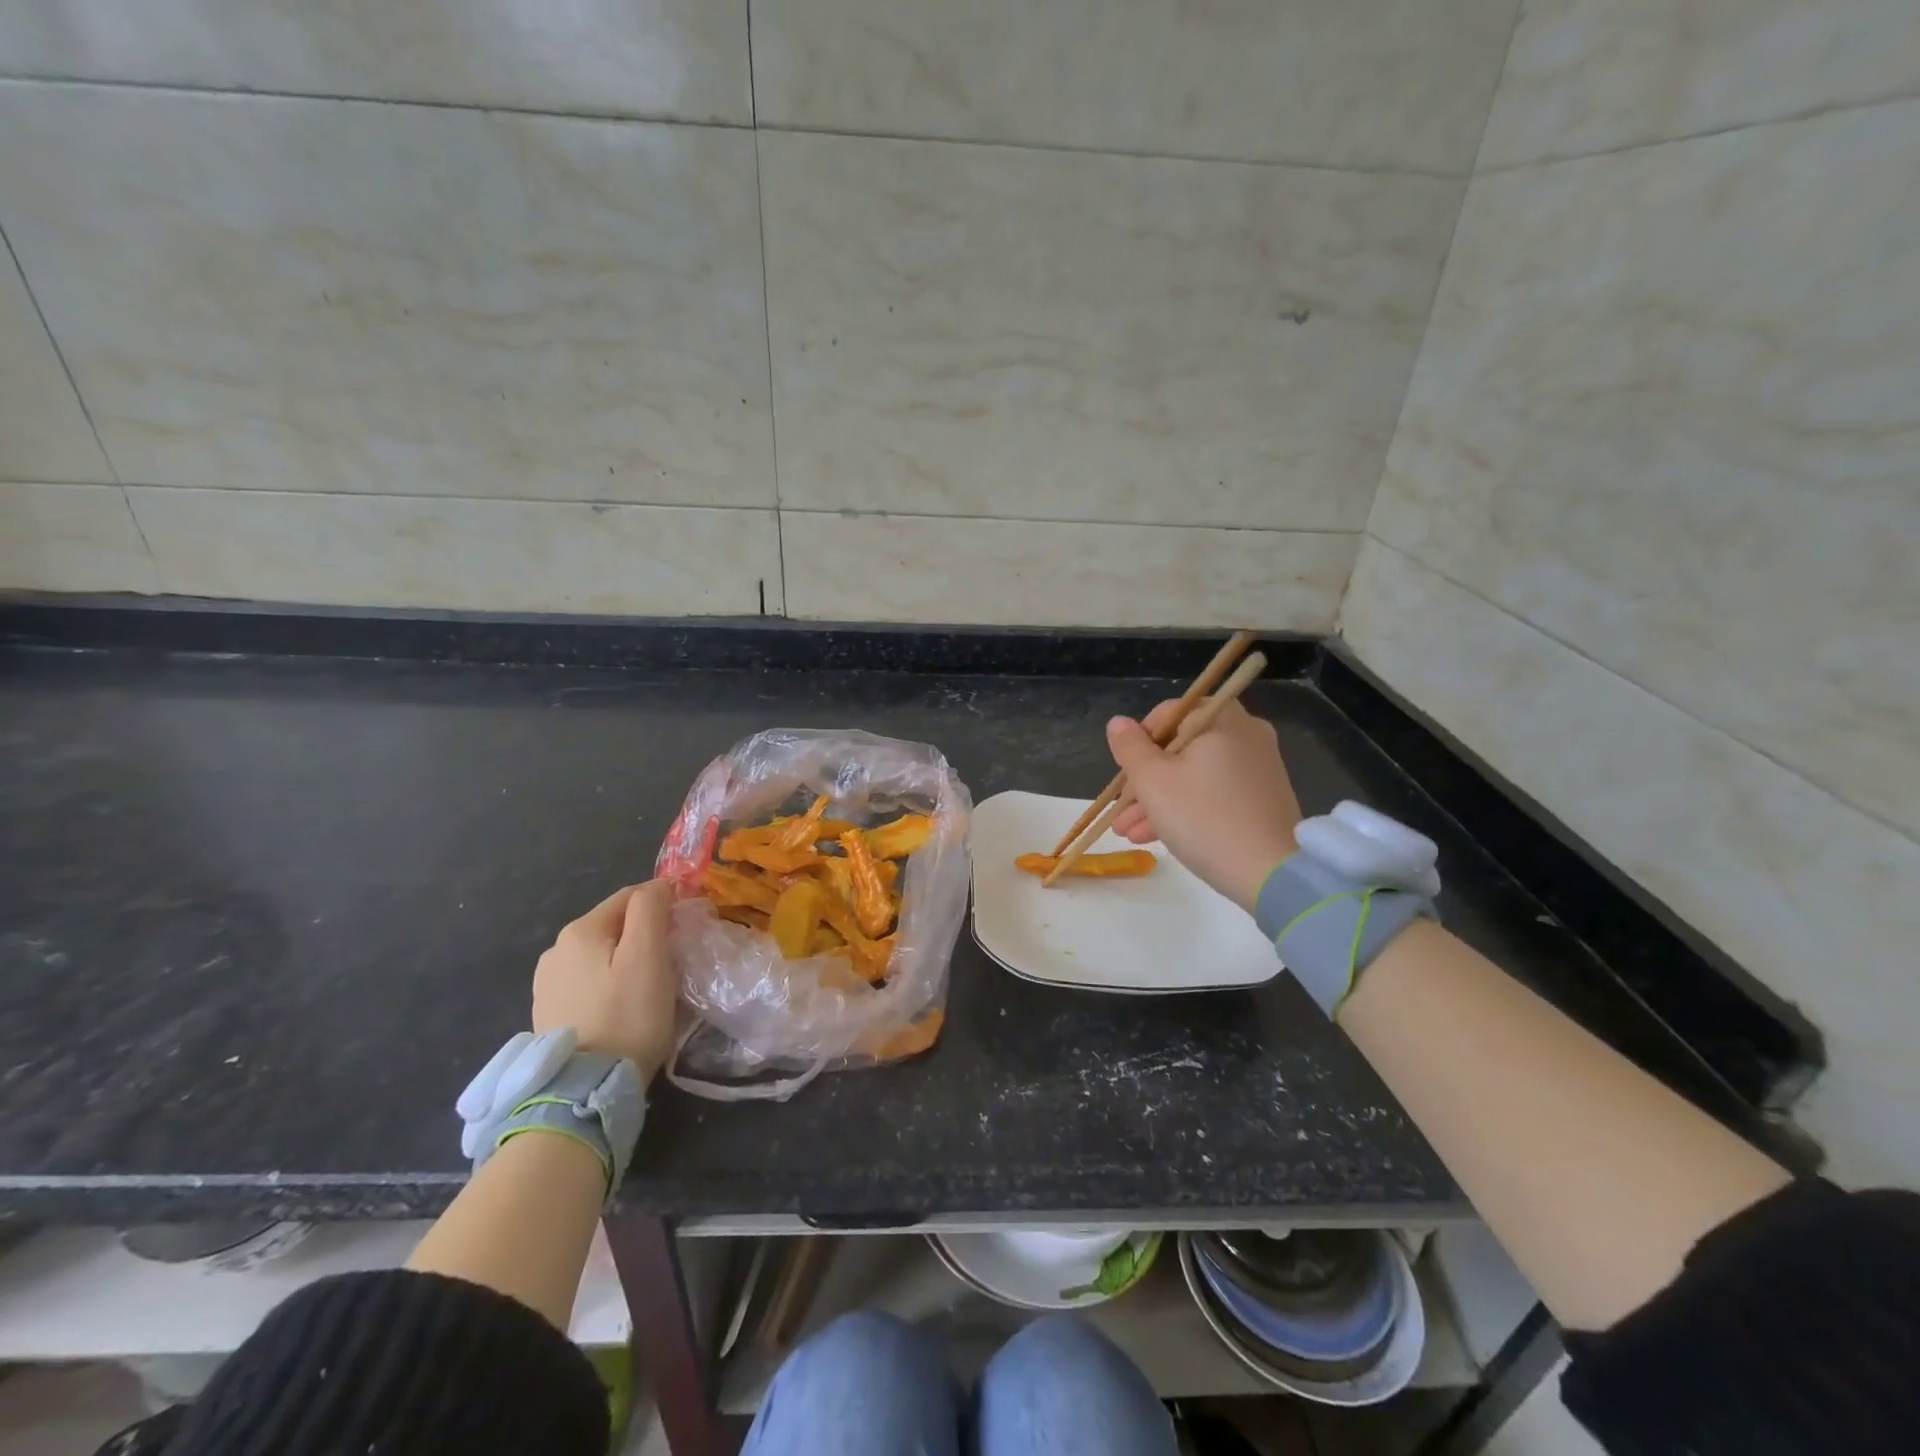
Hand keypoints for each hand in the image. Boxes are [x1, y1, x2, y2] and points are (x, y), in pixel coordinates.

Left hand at [533, 880, 677, 1082]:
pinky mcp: (548, 1011)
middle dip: (645, 932)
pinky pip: (587, 980)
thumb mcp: (648, 956)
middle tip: (673, 959)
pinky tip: (621, 1005)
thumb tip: (658, 886)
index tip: (687, 926)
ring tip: (648, 985)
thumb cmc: (627, 1016)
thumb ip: (651, 910)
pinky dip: (608, 982)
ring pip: (600, 953)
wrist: (584, 1090)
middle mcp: (555, 949)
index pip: (632, 895)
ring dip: (625, 958)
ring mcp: (546, 982)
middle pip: (614, 924)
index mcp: (580, 930)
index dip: (664, 903)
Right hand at [1106, 701, 1302, 910]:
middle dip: (1144, 780)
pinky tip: (1156, 837)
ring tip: (1128, 833)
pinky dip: (1186, 808)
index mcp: (1221, 720)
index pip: (1167, 714)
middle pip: (1179, 748)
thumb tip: (1118, 723)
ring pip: (1194, 775)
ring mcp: (1258, 768)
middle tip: (1119, 811)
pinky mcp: (1263, 798)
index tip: (1123, 773)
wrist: (1271, 874)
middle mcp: (1245, 735)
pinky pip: (1214, 792)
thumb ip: (1130, 748)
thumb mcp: (1153, 782)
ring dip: (1158, 800)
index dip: (1138, 742)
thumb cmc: (1204, 817)